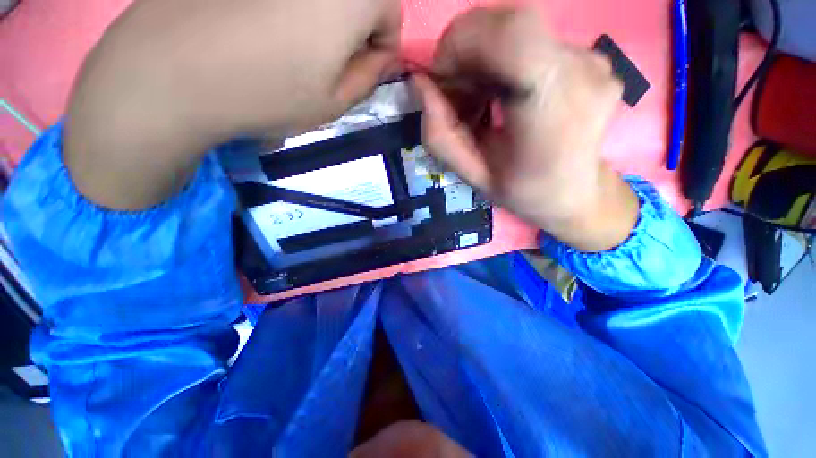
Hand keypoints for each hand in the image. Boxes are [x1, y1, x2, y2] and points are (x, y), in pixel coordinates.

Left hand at [65, 0, 400, 208]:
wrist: (166, 73)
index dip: (371, 52)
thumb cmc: (255, 91)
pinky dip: (265, 7)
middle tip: (304, 58)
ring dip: (304, 15)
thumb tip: (378, 57)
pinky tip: (241, 25)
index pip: (389, 20)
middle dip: (340, 29)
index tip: (343, 74)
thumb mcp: (327, 104)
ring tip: (268, 42)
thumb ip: (367, 78)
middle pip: (352, 0)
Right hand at [413, 7, 638, 251]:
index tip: (449, 76)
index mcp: (556, 111)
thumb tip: (419, 80)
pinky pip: (535, 33)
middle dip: (470, 43)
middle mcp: (582, 75)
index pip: (510, 31)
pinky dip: (511, 49)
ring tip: (490, 89)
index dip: (465, 39)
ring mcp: (592, 62)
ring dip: (489, 47)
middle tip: (466, 85)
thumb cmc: (533, 192)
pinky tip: (513, 82)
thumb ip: (440, 131)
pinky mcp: (592, 57)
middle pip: (508, 18)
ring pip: (517, 22)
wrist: (584, 192)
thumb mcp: (476, 177)